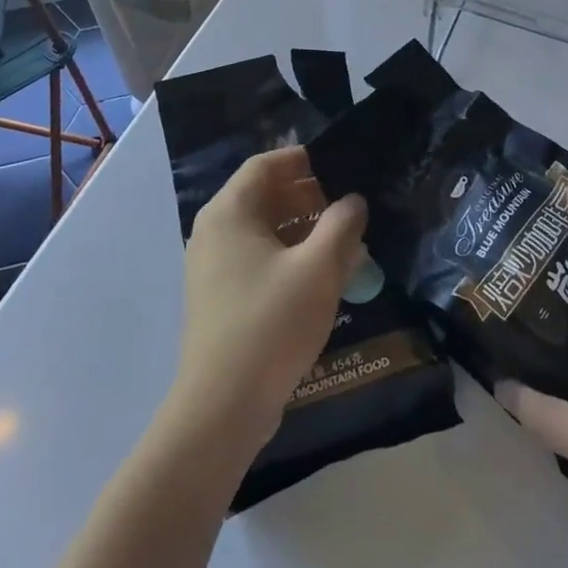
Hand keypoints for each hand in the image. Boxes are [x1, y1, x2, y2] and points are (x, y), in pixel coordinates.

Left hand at [169, 146, 366, 451]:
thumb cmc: (271, 324)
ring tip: (344, 239)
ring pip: (264, 230)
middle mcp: (215, 232)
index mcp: (230, 212)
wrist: (222, 407)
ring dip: (303, 228)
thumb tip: (353, 201)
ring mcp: (214, 267)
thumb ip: (342, 225)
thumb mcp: (318, 268)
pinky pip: (258, 258)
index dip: (303, 160)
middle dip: (309, 196)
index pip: (266, 164)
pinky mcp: (221, 297)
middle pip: (264, 196)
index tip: (340, 164)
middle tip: (350, 205)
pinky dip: (289, 255)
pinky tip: (322, 274)